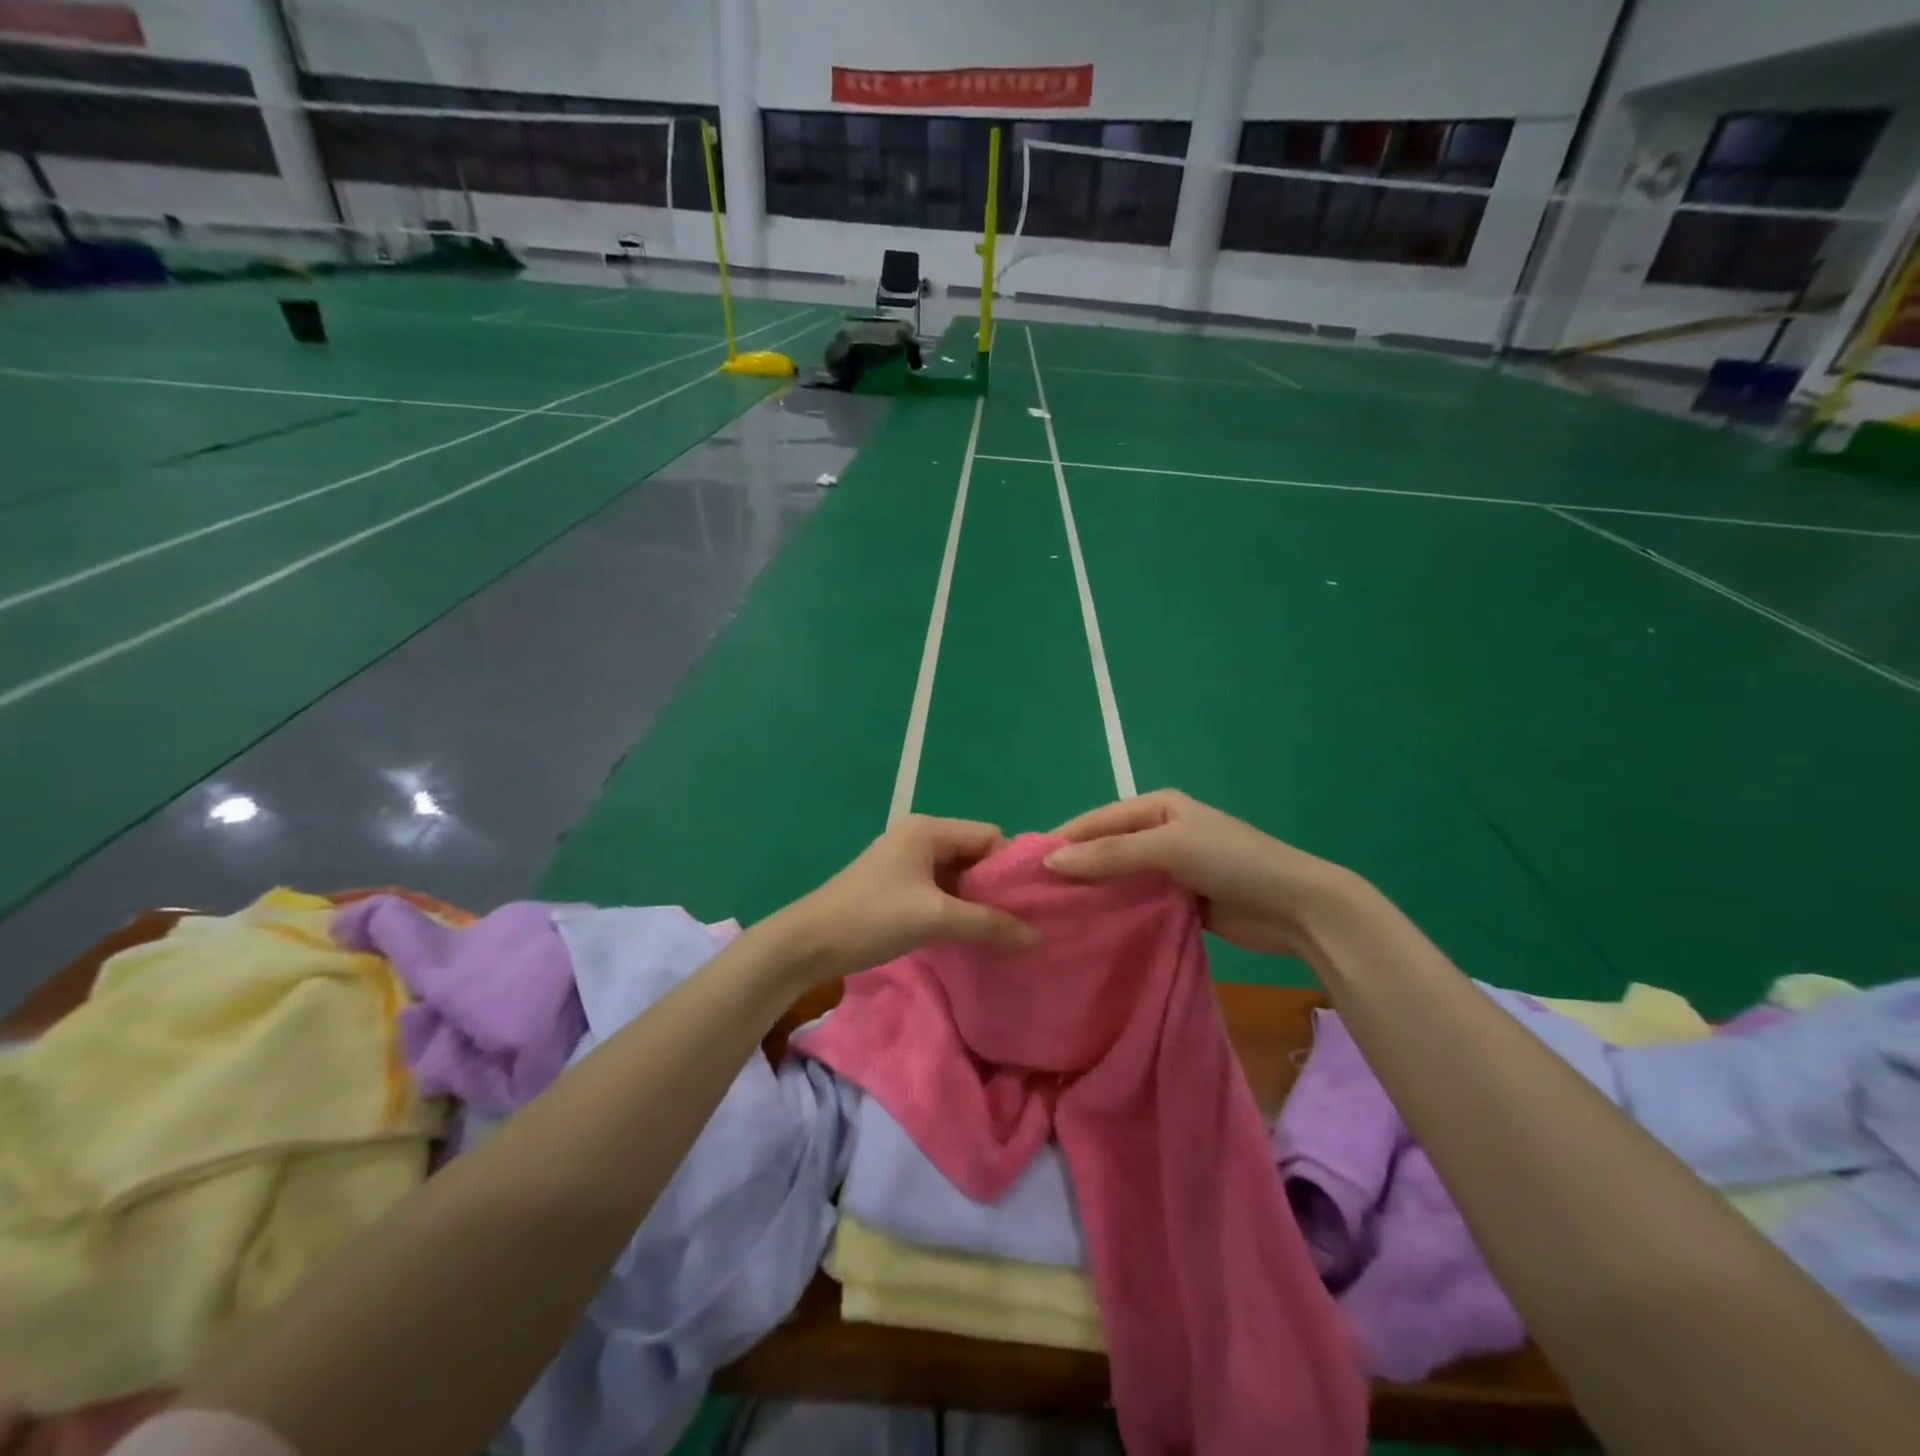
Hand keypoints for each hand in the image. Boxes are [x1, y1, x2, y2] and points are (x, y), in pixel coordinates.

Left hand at [771, 815, 1037, 983]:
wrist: (808, 943)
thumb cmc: (873, 918)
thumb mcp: (935, 918)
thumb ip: (987, 923)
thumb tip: (1035, 936)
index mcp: (929, 829)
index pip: (989, 836)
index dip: (1009, 867)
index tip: (1028, 902)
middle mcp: (919, 836)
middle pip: (974, 853)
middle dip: (995, 885)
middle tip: (1018, 920)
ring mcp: (905, 860)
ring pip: (957, 873)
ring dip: (975, 899)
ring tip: (998, 930)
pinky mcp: (896, 884)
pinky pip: (939, 888)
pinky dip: (955, 906)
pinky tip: (967, 932)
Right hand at [1044, 790, 1363, 959]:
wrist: (1297, 908)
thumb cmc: (1232, 861)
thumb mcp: (1168, 848)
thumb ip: (1110, 855)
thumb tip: (1050, 863)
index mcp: (1155, 807)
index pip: (1096, 821)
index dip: (1062, 842)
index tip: (1022, 868)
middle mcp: (1158, 833)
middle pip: (1104, 849)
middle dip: (1073, 870)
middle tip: (1032, 899)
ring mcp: (1169, 869)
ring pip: (1118, 879)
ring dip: (1092, 894)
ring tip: (1051, 917)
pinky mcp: (1178, 902)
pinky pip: (1136, 903)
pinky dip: (1115, 913)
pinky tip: (1088, 930)